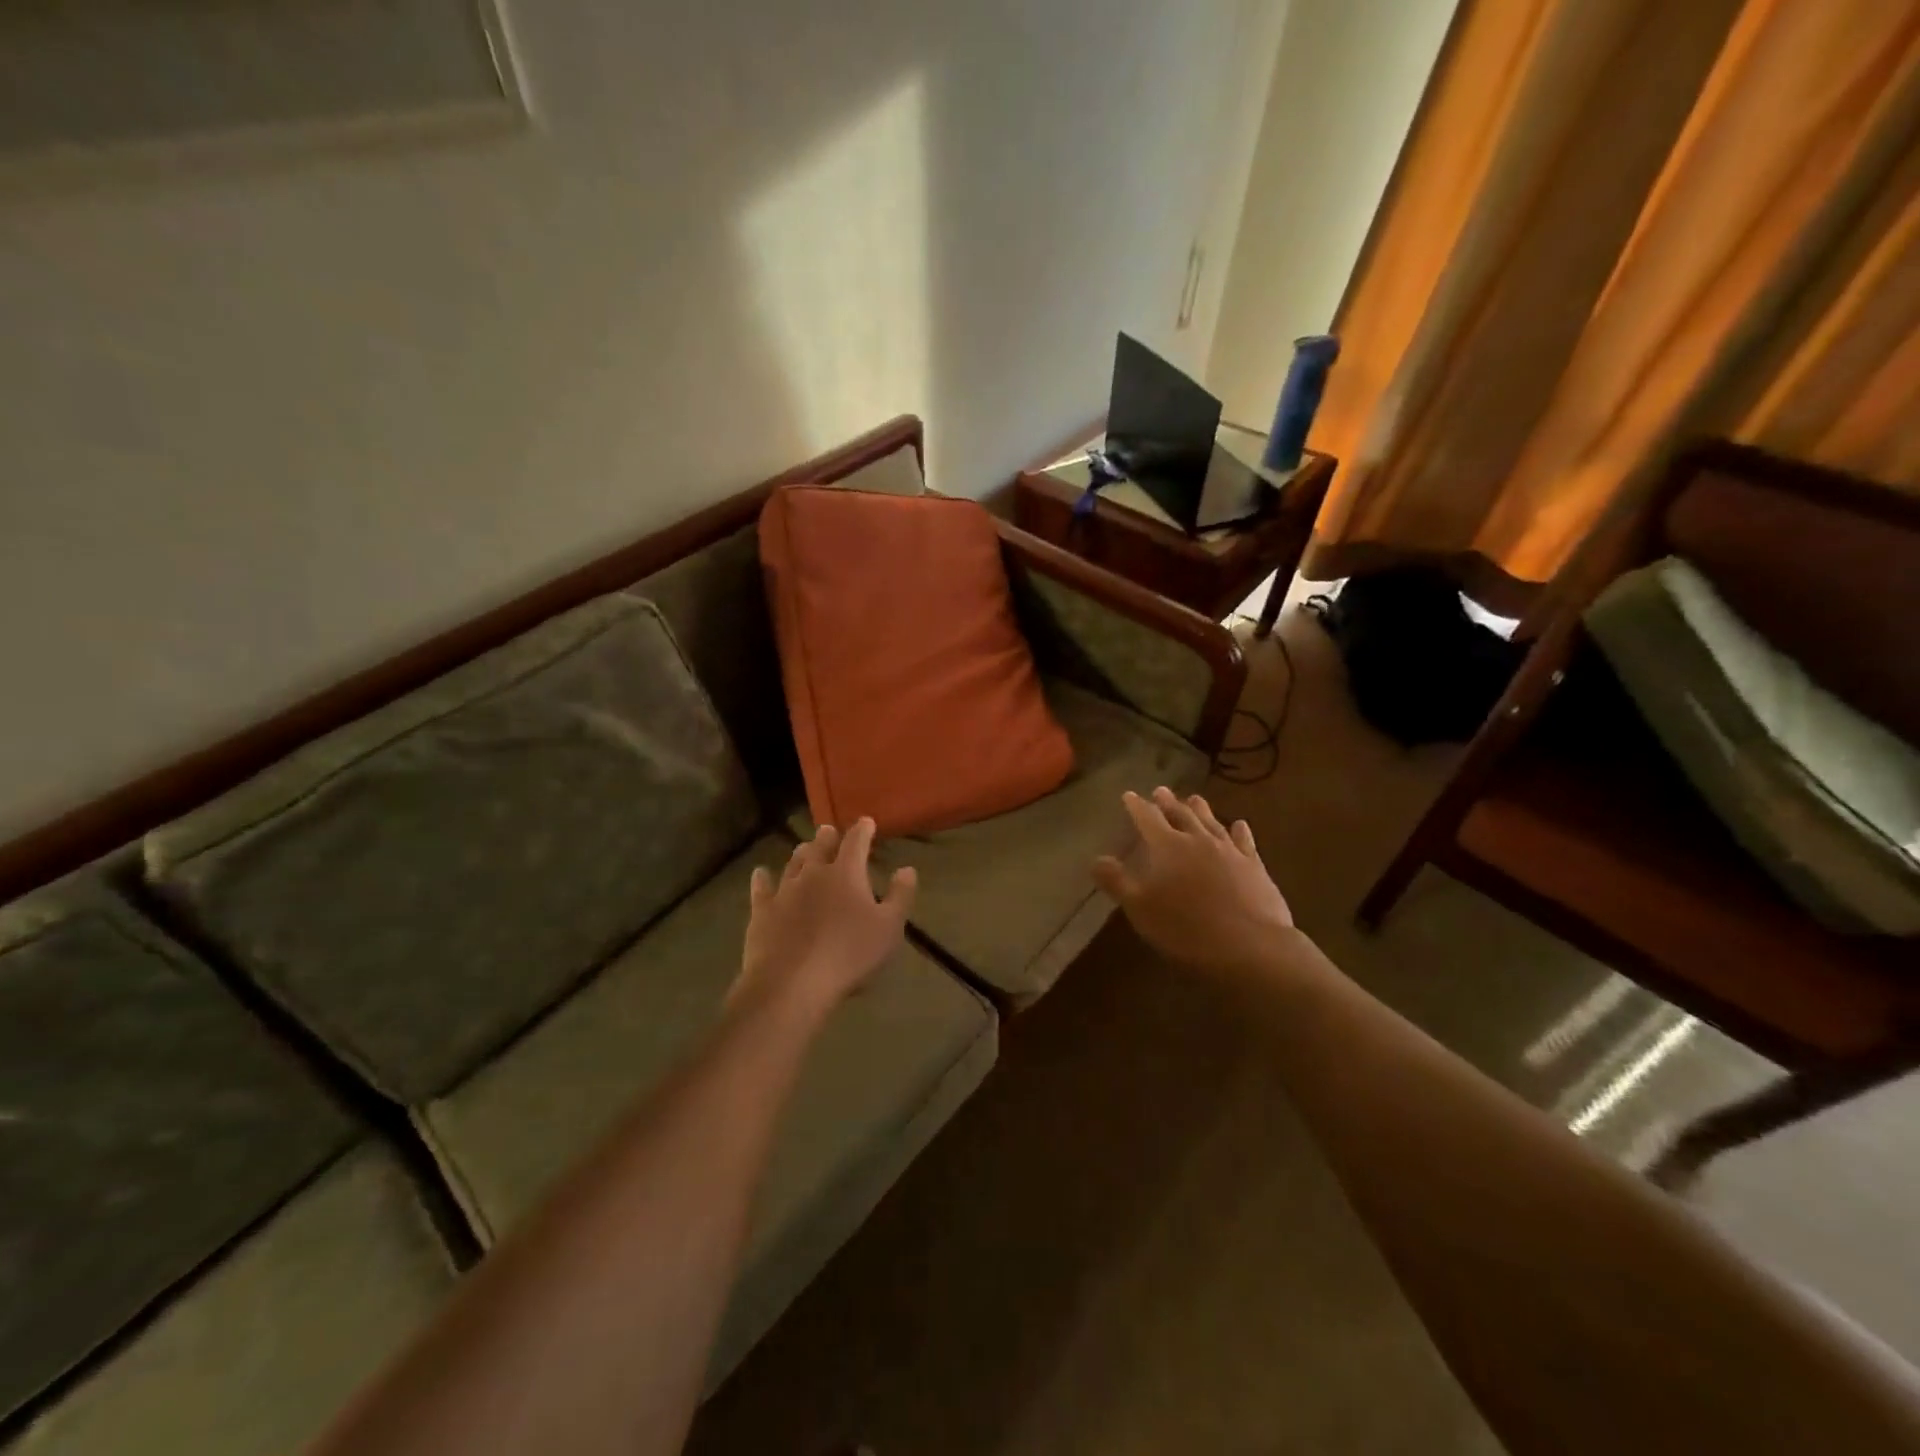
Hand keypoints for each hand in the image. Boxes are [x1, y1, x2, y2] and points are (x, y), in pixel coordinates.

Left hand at [736, 818, 916, 1020]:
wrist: (792, 983)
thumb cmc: (849, 955)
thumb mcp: (889, 929)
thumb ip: (900, 896)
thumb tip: (907, 869)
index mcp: (846, 873)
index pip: (855, 842)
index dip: (862, 830)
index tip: (866, 822)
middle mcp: (813, 873)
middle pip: (820, 847)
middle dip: (827, 837)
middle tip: (828, 831)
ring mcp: (784, 891)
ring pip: (793, 863)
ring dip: (801, 853)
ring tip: (804, 847)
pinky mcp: (762, 911)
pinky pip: (762, 887)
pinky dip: (763, 878)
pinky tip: (761, 873)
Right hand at [1094, 788, 1297, 978]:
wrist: (1250, 947)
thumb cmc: (1186, 929)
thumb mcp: (1140, 908)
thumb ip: (1117, 882)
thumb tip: (1095, 859)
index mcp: (1168, 847)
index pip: (1147, 818)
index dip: (1136, 806)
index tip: (1129, 795)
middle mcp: (1198, 841)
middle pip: (1181, 814)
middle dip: (1168, 802)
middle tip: (1161, 790)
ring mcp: (1230, 852)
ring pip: (1212, 822)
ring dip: (1200, 809)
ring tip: (1194, 798)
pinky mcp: (1254, 867)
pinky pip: (1245, 841)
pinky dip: (1240, 831)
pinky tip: (1240, 824)